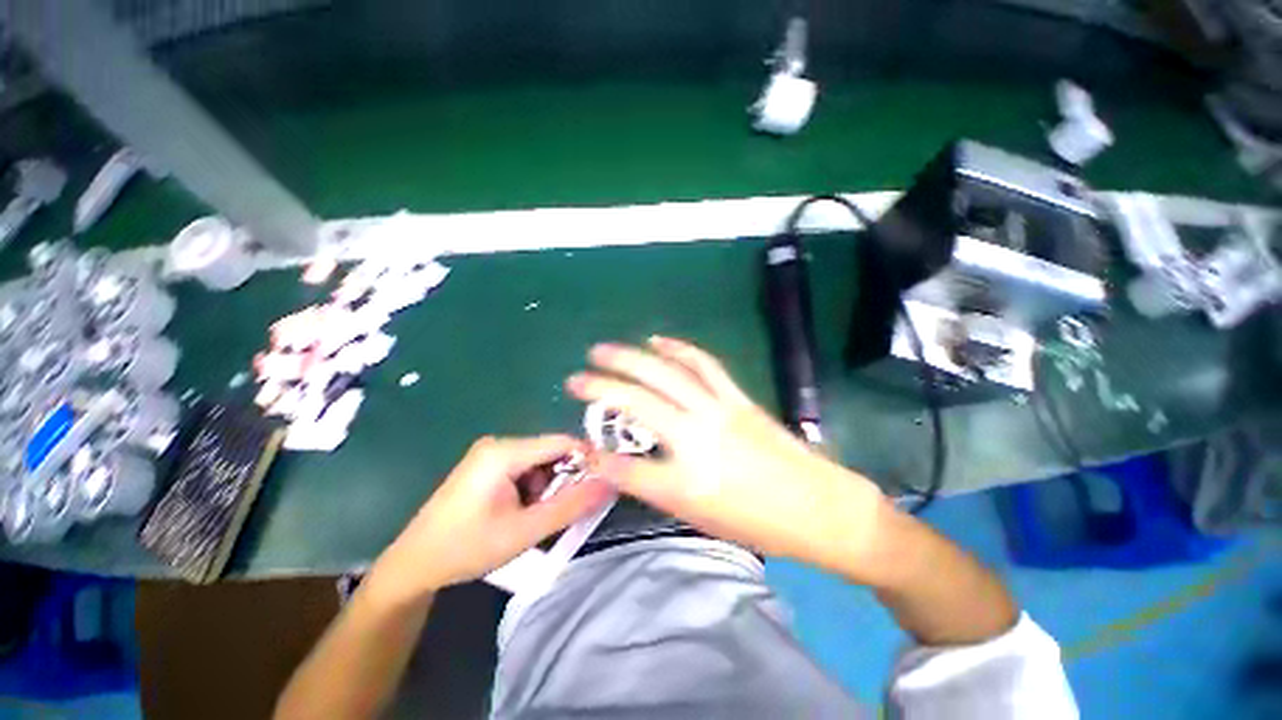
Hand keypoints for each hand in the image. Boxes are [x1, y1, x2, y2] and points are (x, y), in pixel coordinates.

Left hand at [369, 435, 612, 605]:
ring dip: (549, 486)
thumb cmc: (466, 549)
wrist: (413, 566)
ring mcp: (492, 453)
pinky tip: (522, 511)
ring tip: (536, 517)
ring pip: (540, 462)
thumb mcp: (525, 531)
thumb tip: (610, 484)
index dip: (587, 459)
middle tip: (563, 510)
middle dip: (564, 478)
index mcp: (504, 452)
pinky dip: (534, 488)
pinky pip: (526, 468)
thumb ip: (571, 506)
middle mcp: (499, 444)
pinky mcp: (489, 465)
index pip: (561, 442)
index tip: (603, 482)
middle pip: (551, 451)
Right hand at [567, 337, 891, 581]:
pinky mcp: (735, 396)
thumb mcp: (698, 516)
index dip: (598, 458)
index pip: (626, 467)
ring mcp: (716, 409)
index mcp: (684, 480)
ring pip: (665, 373)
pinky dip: (677, 348)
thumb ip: (653, 487)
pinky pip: (701, 363)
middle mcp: (695, 436)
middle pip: (637, 402)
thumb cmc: (756, 521)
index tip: (579, 448)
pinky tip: (657, 340)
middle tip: (575, 377)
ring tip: (604, 350)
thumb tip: (618, 465)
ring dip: (630, 357)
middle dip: (600, 387)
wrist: (815, 504)